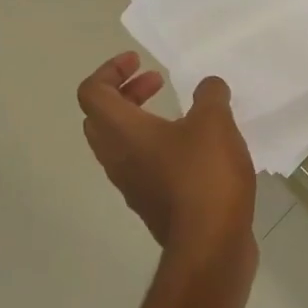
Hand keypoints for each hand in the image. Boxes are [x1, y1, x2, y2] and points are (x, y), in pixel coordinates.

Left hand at [77, 52, 256, 251]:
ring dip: (141, 121)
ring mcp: (132, 185)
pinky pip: (142, 166)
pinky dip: (157, 146)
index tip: (141, 63)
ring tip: (180, 115)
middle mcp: (117, 157)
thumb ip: (210, 95)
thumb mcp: (215, 123)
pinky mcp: (151, 204)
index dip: (110, 70)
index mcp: (122, 131)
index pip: (92, 92)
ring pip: (120, 144)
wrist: (210, 245)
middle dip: (125, 93)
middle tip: (157, 83)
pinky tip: (195, 150)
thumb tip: (208, 87)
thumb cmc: (205, 177)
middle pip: (100, 118)